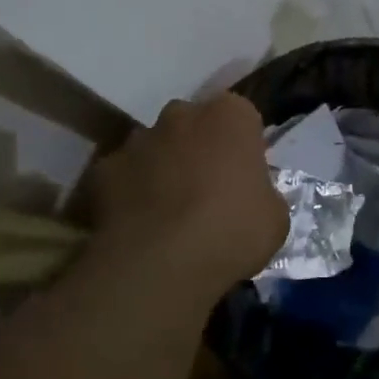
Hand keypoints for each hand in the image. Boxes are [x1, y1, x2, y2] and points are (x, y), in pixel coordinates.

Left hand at [88, 93, 287, 298]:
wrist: (161, 263)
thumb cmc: (232, 232)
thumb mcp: (275, 218)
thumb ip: (262, 193)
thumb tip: (250, 197)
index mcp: (230, 116)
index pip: (241, 116)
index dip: (242, 145)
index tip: (244, 176)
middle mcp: (181, 114)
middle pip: (193, 124)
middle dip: (198, 148)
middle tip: (207, 191)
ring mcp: (137, 139)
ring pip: (154, 147)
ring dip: (162, 168)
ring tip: (169, 213)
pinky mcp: (103, 168)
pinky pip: (122, 176)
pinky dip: (129, 193)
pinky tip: (138, 226)